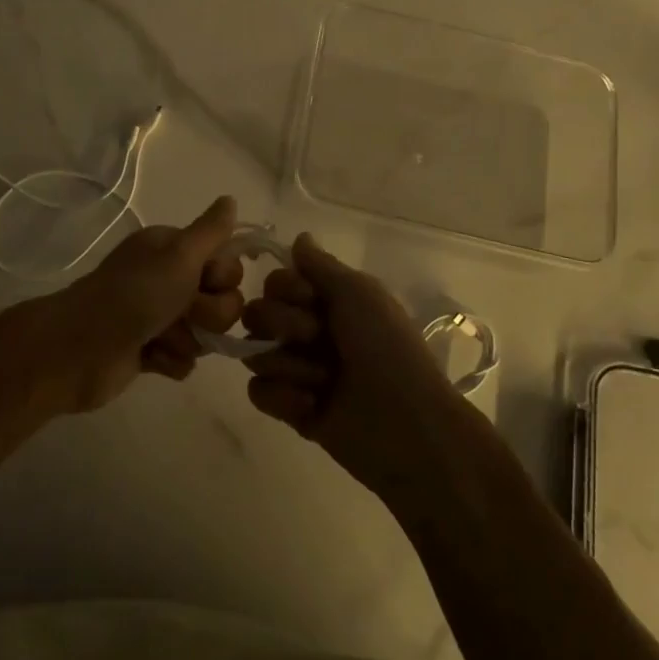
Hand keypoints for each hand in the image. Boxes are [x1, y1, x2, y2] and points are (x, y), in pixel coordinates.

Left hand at [38, 196, 244, 411]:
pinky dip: (170, 361)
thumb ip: (211, 230)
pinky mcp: (151, 351)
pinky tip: (149, 358)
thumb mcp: (178, 255)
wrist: (82, 349)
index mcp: (172, 250)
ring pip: (205, 333)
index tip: (204, 281)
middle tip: (183, 313)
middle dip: (209, 314)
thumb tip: (230, 198)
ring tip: (159, 339)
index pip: (227, 263)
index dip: (223, 277)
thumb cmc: (134, 295)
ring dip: (187, 340)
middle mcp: (168, 278)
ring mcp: (160, 316)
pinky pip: (185, 360)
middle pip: (222, 301)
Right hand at [241, 234, 470, 498]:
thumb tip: (300, 237)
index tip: (309, 299)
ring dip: (289, 365)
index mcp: (328, 302)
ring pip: (255, 352)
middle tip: (316, 339)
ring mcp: (298, 371)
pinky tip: (311, 405)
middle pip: (257, 314)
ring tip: (322, 382)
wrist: (404, 422)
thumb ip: (320, 265)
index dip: (285, 289)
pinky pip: (258, 391)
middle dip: (283, 325)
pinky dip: (283, 398)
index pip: (276, 282)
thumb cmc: (385, 347)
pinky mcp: (290, 409)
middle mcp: (308, 332)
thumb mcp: (359, 293)